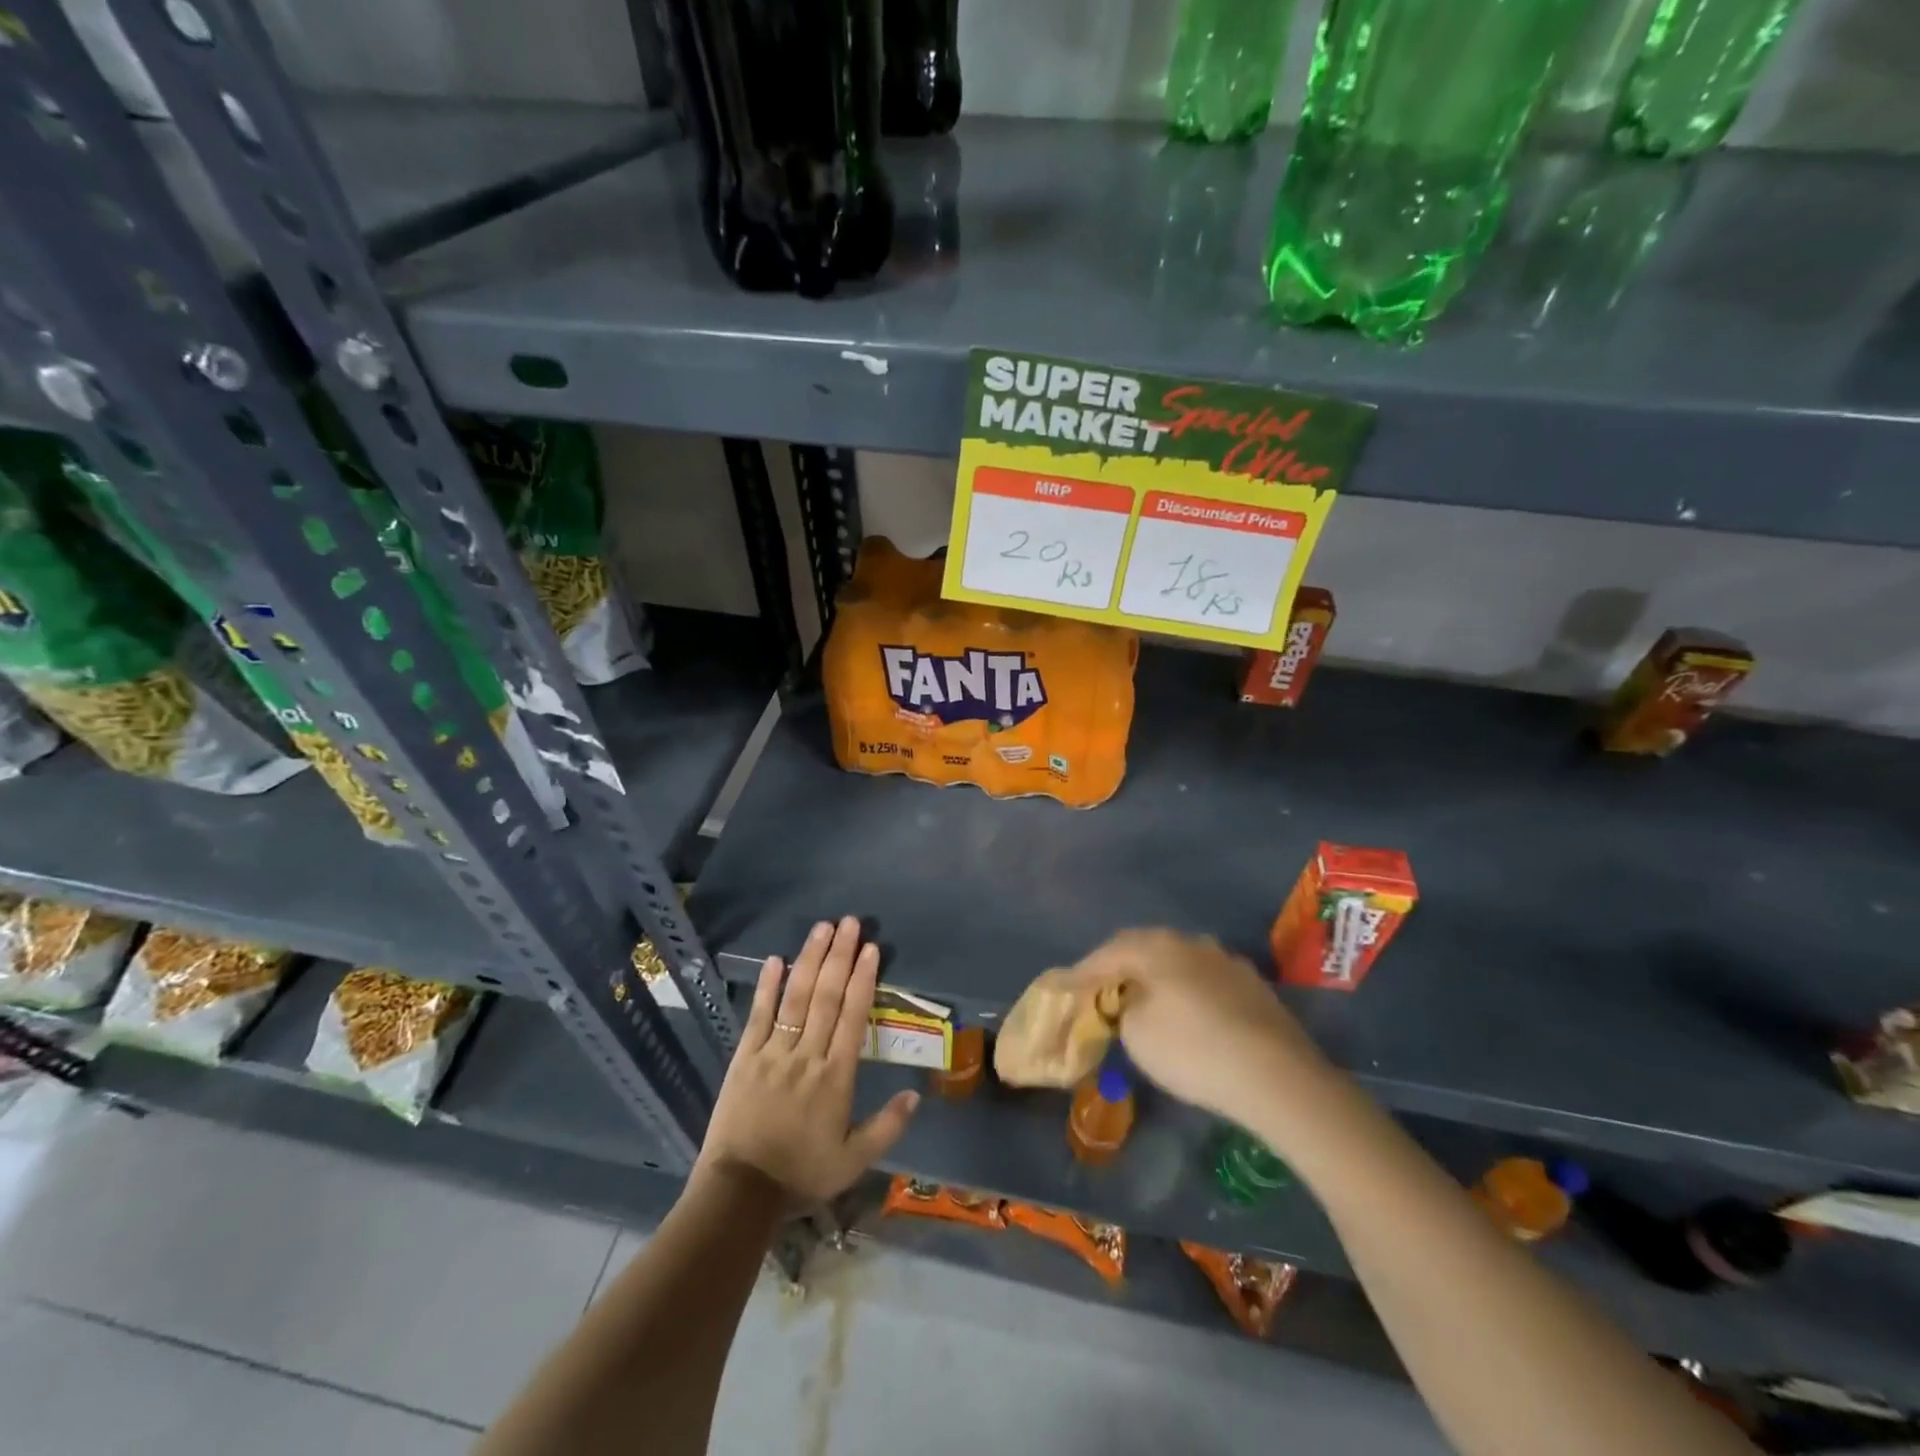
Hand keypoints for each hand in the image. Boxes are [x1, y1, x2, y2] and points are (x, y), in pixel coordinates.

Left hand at [695, 916, 918, 1204]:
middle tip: (850, 922)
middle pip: (827, 997)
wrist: (740, 1192)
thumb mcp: (852, 1162)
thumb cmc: (800, 1175)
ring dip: (810, 960)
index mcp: (836, 1077)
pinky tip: (776, 959)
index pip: (854, 1017)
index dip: (864, 979)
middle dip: (840, 956)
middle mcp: (808, 1056)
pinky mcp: (745, 1058)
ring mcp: (774, 1053)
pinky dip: (767, 987)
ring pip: (796, 998)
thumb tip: (915, 1094)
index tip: (871, 948)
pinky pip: (758, 1016)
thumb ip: (886, 1127)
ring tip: (822, 928)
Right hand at [1064, 928, 1331, 1127]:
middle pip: (1144, 949)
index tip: (1064, 987)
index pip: (1107, 953)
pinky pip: (1206, 982)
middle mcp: (1191, 942)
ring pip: (1179, 963)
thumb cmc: (1191, 1049)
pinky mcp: (1253, 986)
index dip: (1082, 973)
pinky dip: (1188, 994)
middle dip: (1121, 969)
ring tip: (1145, 1002)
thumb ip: (1122, 1009)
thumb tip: (1130, 1002)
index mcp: (1156, 946)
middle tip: (1103, 991)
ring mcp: (1226, 961)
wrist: (1276, 1075)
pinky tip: (1189, 1016)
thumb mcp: (1136, 1034)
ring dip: (1158, 979)